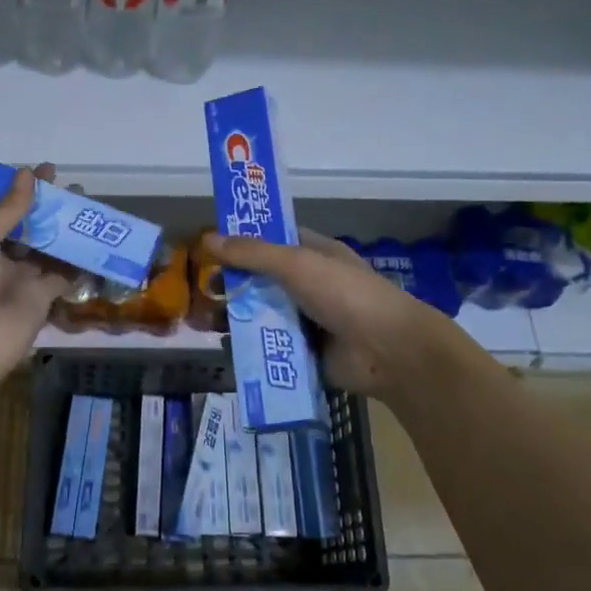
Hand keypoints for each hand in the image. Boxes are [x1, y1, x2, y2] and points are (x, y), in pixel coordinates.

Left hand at [0, 164, 71, 393]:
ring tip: (88, 205)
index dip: (20, 189)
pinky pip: (64, 274)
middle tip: (74, 187)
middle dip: (49, 206)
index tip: (44, 171)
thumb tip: (27, 174)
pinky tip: (96, 239)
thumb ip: (6, 209)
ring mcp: (20, 278)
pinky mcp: (42, 298)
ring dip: (66, 228)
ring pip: (48, 246)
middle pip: (28, 225)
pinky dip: (80, 260)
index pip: (0, 207)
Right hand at [208, 228, 484, 401]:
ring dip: (234, 318)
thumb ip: (252, 253)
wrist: (388, 351)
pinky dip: (249, 347)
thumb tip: (208, 238)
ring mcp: (308, 320)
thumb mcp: (296, 264)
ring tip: (204, 323)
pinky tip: (225, 348)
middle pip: (262, 281)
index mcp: (315, 255)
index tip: (209, 248)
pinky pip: (270, 346)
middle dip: (231, 285)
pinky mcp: (305, 352)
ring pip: (262, 315)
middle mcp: (310, 284)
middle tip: (201, 291)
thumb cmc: (345, 294)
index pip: (273, 242)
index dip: (242, 243)